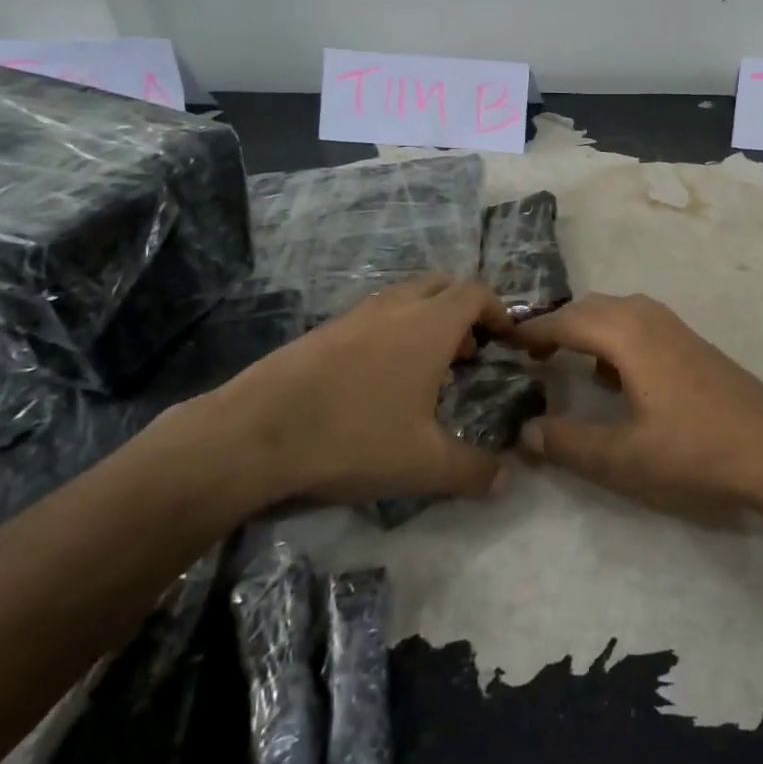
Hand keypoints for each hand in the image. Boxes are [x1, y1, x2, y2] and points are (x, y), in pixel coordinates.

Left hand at [193, 275, 514, 506]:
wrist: (254, 434)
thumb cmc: (352, 438)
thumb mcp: (424, 465)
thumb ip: (474, 471)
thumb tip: (508, 479)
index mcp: (428, 325)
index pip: (476, 292)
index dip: (499, 310)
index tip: (507, 340)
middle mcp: (395, 307)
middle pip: (443, 284)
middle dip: (464, 309)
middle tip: (470, 350)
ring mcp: (355, 314)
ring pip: (405, 298)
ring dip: (427, 319)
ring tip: (429, 368)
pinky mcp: (324, 330)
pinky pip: (374, 316)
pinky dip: (393, 330)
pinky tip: (380, 379)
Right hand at [510, 293, 762, 518]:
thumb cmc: (695, 451)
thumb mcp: (623, 457)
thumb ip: (568, 443)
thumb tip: (526, 433)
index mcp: (627, 334)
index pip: (564, 321)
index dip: (530, 332)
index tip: (500, 342)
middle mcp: (648, 317)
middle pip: (589, 308)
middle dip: (556, 326)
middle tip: (526, 354)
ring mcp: (675, 327)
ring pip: (616, 312)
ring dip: (586, 329)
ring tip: (563, 360)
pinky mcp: (692, 343)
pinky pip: (639, 324)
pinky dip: (613, 338)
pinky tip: (614, 376)